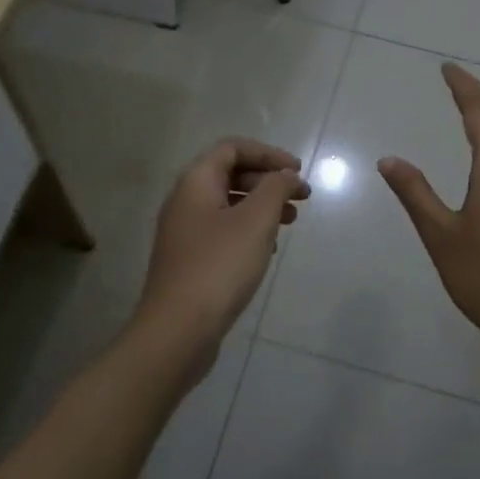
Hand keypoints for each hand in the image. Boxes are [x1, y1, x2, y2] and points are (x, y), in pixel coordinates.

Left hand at [137, 139, 309, 365]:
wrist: (178, 331)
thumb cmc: (219, 266)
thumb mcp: (256, 220)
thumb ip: (276, 188)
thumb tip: (287, 175)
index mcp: (195, 183)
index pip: (232, 148)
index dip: (267, 153)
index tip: (297, 171)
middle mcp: (185, 201)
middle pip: (230, 174)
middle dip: (268, 180)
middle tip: (302, 196)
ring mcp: (185, 233)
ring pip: (228, 204)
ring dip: (262, 206)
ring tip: (291, 221)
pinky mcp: (190, 260)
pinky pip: (223, 231)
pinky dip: (249, 230)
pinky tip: (268, 249)